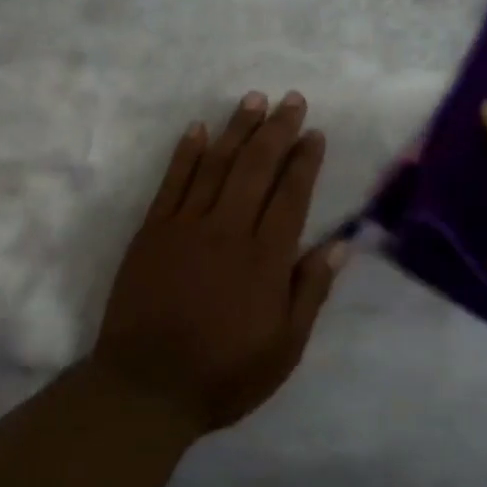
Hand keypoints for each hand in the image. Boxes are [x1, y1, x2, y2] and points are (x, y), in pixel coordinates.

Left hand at [93, 91, 348, 434]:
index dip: (305, 161)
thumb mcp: (284, 348)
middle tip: (292, 100)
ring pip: (216, 165)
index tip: (315, 134)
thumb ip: (310, 292)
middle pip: (256, 168)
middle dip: (277, 130)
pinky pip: (171, 182)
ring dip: (236, 129)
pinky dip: (185, 153)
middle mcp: (227, 230)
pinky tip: (197, 130)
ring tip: (253, 100)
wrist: (147, 386)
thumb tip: (339, 244)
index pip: (291, 196)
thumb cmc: (223, 374)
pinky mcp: (152, 232)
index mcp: (265, 259)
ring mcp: (185, 227)